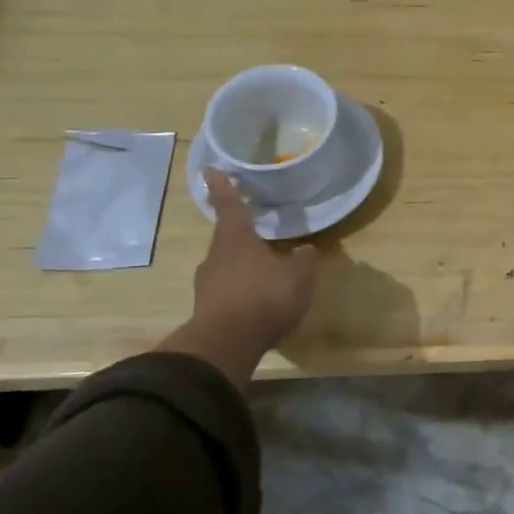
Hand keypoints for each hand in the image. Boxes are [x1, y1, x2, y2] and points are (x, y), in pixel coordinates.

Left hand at [155, 172, 319, 386]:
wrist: (226, 344)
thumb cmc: (264, 296)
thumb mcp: (299, 275)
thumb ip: (305, 259)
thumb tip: (307, 250)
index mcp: (236, 238)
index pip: (229, 204)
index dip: (224, 186)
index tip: (212, 169)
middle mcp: (216, 256)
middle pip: (228, 239)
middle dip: (243, 237)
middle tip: (261, 238)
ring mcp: (207, 285)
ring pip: (227, 268)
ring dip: (244, 269)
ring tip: (267, 277)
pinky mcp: (207, 310)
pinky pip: (228, 294)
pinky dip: (242, 294)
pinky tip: (259, 305)